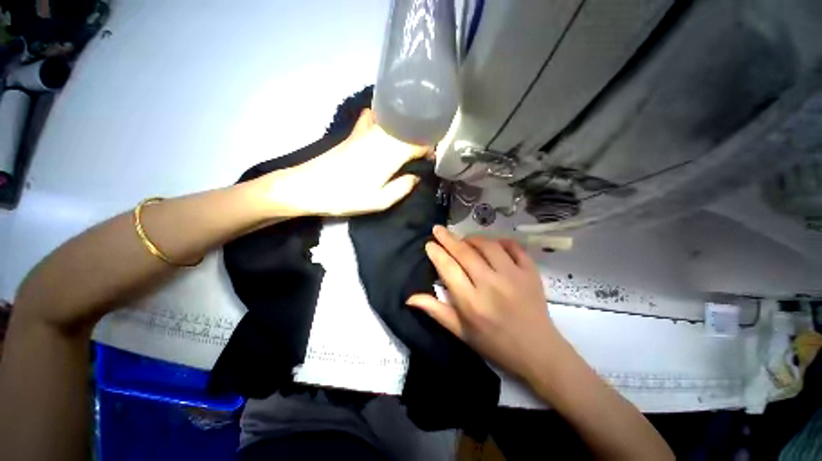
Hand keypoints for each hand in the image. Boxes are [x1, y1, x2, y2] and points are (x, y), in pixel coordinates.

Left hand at [261, 108, 430, 216]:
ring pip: (395, 120)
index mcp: (393, 153)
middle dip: (420, 136)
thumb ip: (402, 188)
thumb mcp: (378, 201)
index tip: (431, 160)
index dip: (429, 150)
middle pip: (410, 128)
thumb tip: (416, 177)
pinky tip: (382, 124)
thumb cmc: (345, 196)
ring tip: (408, 138)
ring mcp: (368, 131)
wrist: (309, 185)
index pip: (421, 143)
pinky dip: (381, 116)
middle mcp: (384, 136)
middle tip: (423, 150)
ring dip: (405, 126)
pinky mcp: (354, 132)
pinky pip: (373, 116)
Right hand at [407, 225, 562, 380]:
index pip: (448, 269)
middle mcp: (490, 283)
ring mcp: (513, 275)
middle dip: (448, 239)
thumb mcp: (462, 334)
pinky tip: (494, 244)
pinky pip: (514, 247)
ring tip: (464, 240)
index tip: (429, 244)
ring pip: (488, 245)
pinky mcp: (530, 271)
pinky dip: (502, 242)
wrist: (534, 348)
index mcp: (471, 302)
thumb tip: (410, 297)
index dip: (437, 253)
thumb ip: (437, 312)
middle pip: (465, 252)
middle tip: (439, 230)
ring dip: (473, 239)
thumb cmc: (495, 345)